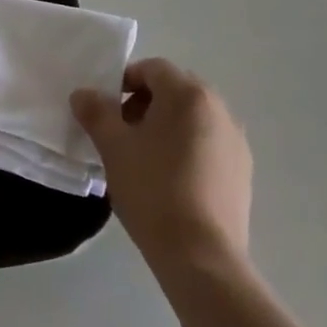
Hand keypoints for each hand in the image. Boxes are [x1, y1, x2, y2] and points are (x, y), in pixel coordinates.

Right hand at [71, 58, 251, 273]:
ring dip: (167, 126)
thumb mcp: (113, 147)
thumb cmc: (153, 189)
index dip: (124, 82)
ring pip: (193, 118)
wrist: (201, 257)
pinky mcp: (243, 172)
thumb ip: (95, 112)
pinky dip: (187, 149)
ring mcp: (236, 141)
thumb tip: (83, 94)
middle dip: (145, 104)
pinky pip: (209, 144)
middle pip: (175, 90)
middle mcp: (219, 108)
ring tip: (144, 159)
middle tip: (122, 133)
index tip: (107, 110)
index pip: (152, 68)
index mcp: (189, 94)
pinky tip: (170, 181)